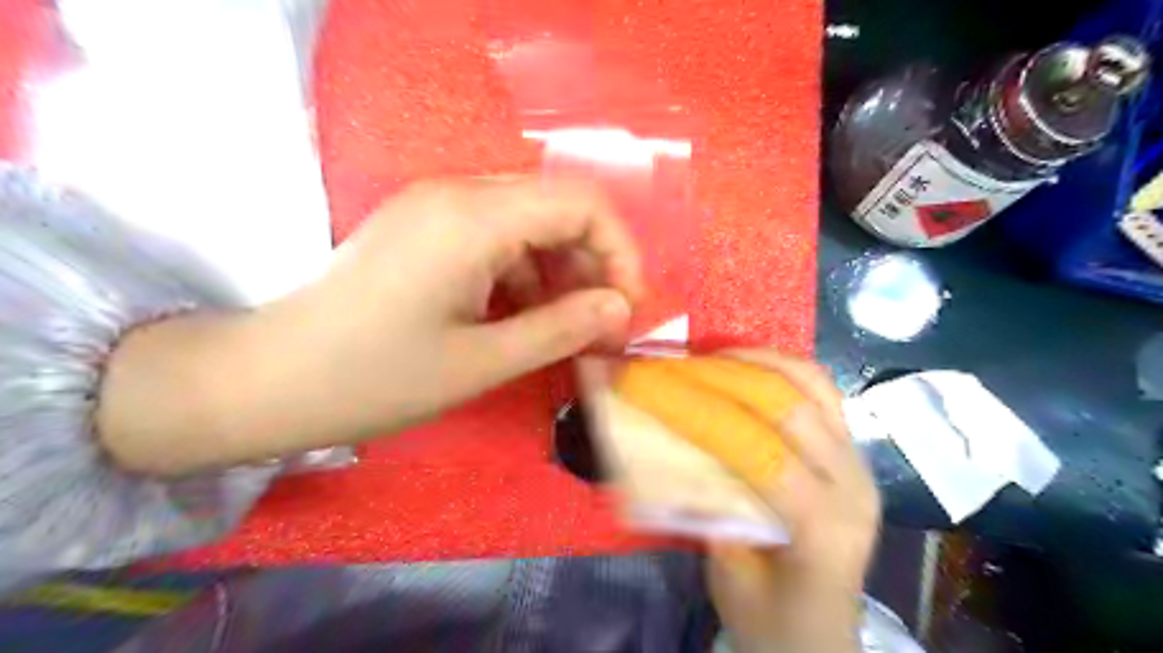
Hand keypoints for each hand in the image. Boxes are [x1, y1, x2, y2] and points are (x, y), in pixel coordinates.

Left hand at [98, 179, 643, 473]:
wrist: (267, 379)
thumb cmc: (374, 378)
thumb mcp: (481, 362)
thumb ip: (561, 328)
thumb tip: (621, 308)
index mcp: (472, 218)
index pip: (581, 203)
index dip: (619, 251)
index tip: (624, 308)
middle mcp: (456, 193)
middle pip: (557, 208)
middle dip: (592, 265)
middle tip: (599, 326)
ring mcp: (435, 207)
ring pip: (529, 224)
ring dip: (558, 273)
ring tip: (563, 329)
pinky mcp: (423, 228)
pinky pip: (496, 237)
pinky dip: (523, 274)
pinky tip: (519, 316)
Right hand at [699, 349, 882, 651]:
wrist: (821, 640)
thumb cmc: (771, 620)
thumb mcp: (726, 575)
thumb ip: (706, 508)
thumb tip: (672, 444)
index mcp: (823, 528)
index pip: (760, 451)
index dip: (703, 413)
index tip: (656, 388)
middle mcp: (851, 484)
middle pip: (789, 407)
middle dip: (726, 376)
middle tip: (679, 364)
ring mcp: (858, 462)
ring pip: (813, 386)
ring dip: (758, 361)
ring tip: (713, 356)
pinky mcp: (853, 451)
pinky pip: (822, 392)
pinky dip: (782, 370)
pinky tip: (748, 368)